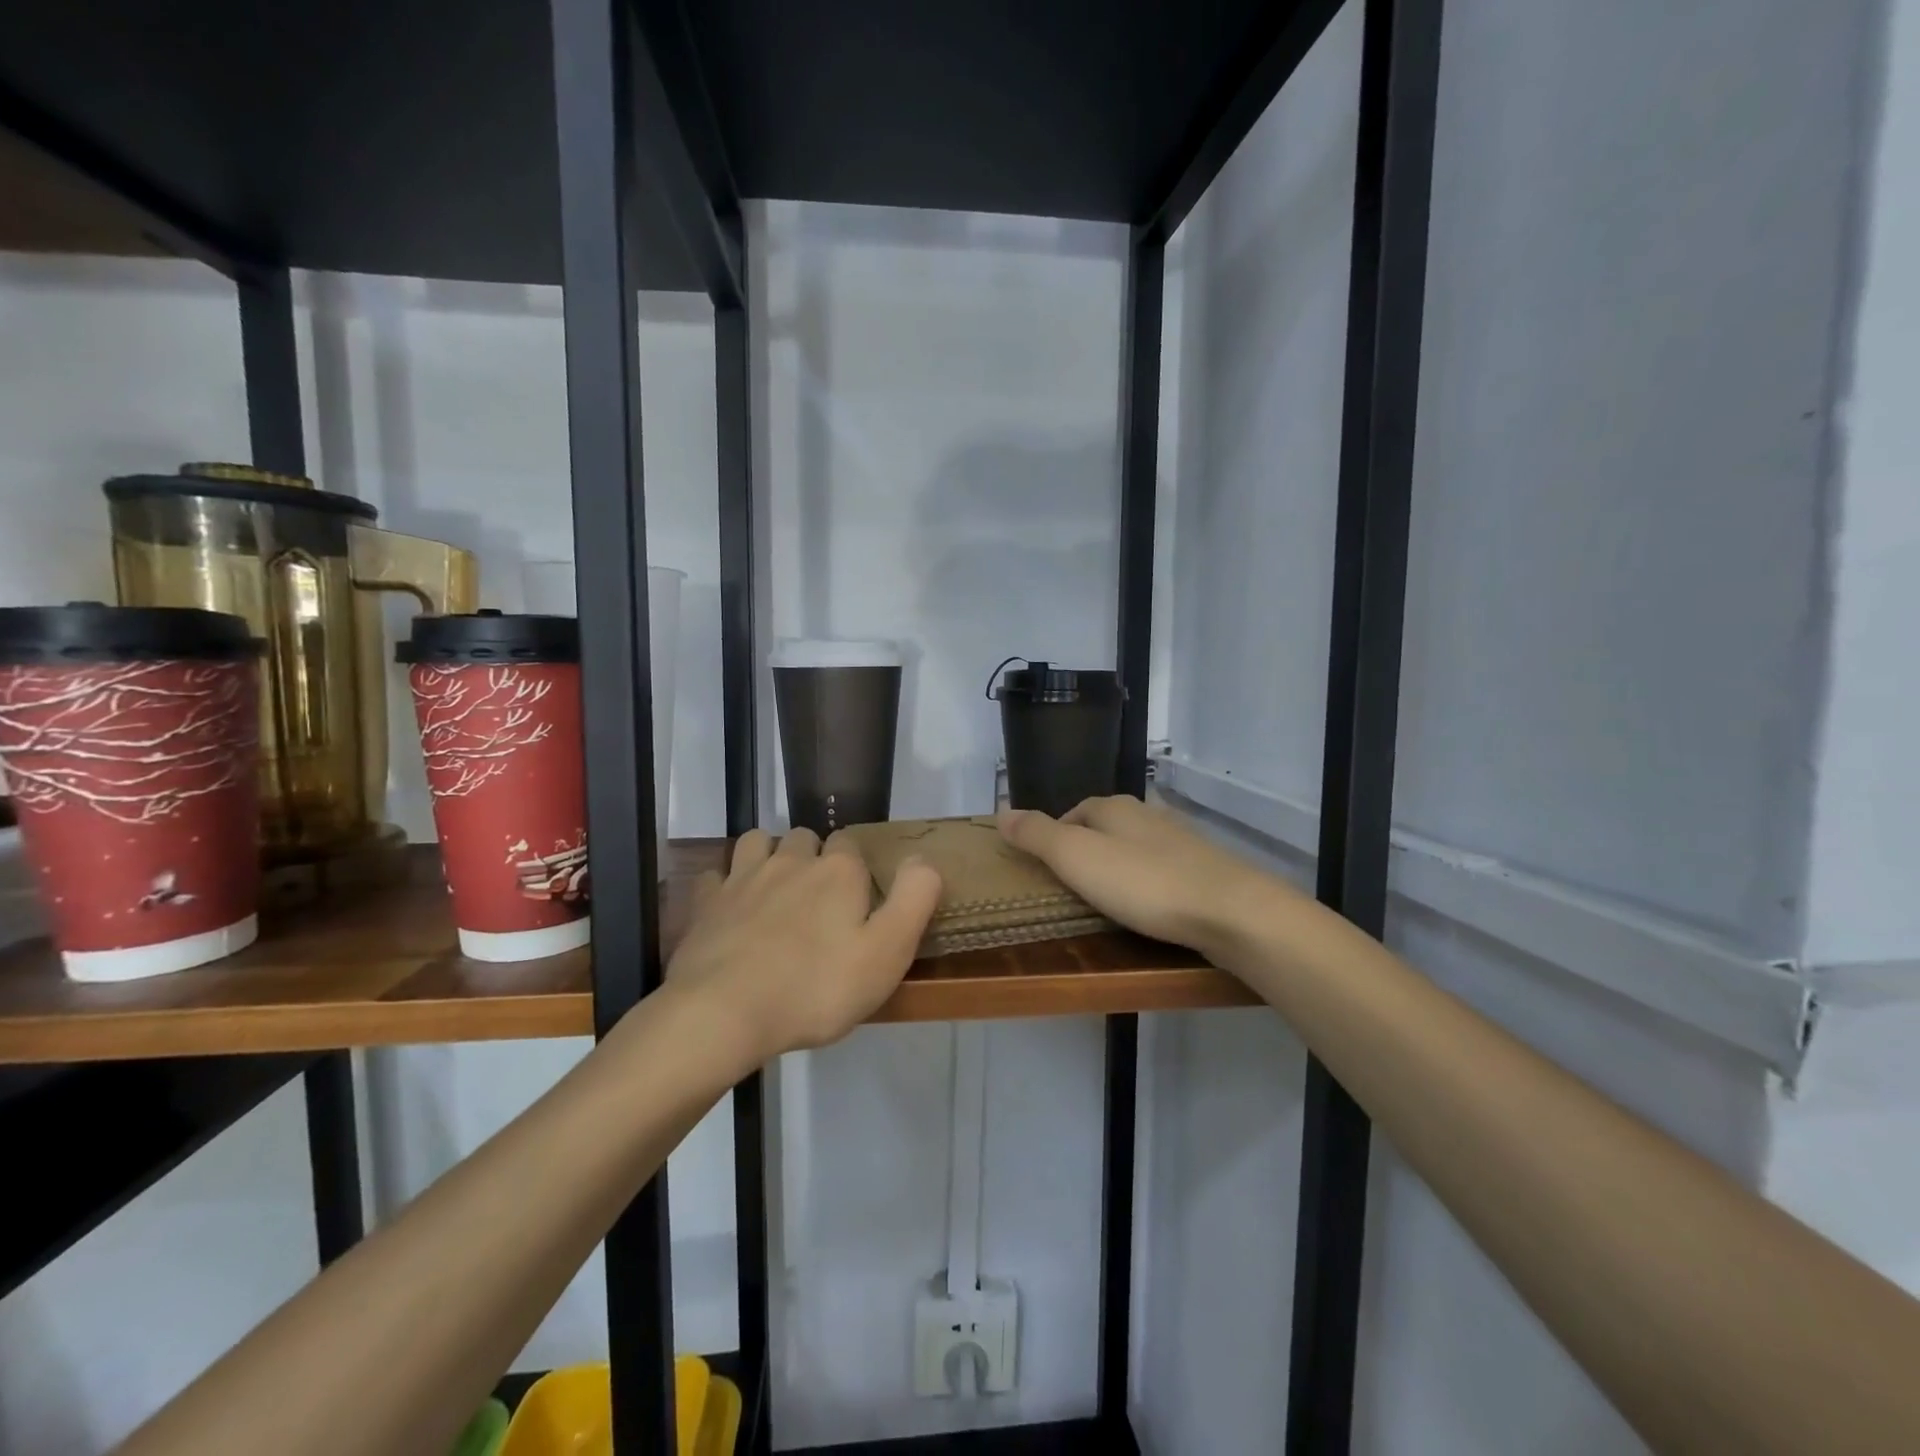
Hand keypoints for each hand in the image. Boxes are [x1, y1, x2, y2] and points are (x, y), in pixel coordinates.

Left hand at [666, 827, 941, 1064]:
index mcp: (838, 872)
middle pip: (805, 838)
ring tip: (776, 889)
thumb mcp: (888, 952)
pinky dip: (725, 884)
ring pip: (758, 842)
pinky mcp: (707, 902)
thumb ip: (914, 900)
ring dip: (769, 855)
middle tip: (819, 898)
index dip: (856, 867)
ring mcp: (743, 878)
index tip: (858, 898)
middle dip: (813, 857)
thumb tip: (923, 860)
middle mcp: (791, 861)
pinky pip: (715, 875)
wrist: (724, 1013)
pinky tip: (731, 907)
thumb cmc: (816, 987)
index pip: (850, 844)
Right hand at [998, 795, 1288, 960]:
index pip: (1073, 811)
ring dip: (1118, 866)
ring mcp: (1180, 840)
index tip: (1044, 867)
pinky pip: (1161, 870)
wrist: (1231, 911)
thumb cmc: (1144, 883)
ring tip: (1105, 898)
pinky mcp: (1204, 869)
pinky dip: (1146, 883)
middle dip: (1086, 850)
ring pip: (1135, 847)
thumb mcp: (1076, 858)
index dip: (1054, 835)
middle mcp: (1147, 815)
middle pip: (1105, 826)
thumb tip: (1000, 811)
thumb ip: (1037, 835)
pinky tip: (1148, 905)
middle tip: (1070, 886)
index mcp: (1114, 808)